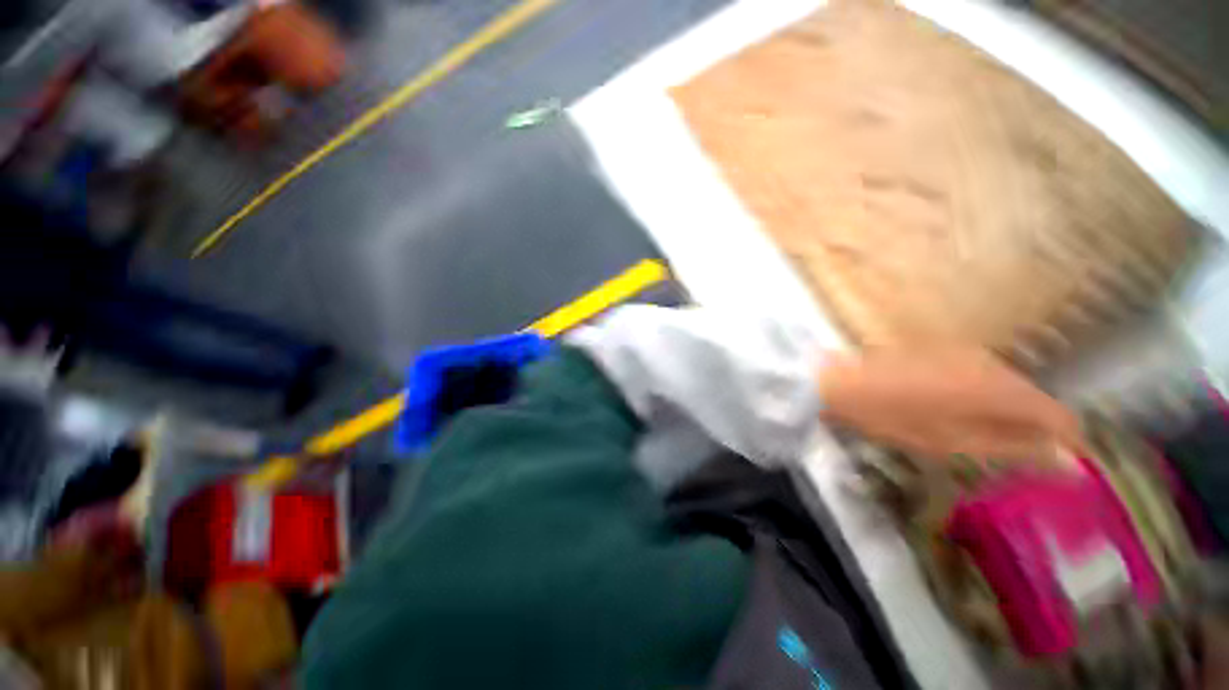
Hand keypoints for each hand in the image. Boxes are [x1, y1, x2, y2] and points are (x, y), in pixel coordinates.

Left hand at [818, 348, 1081, 469]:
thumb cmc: (893, 417)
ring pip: (1008, 387)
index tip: (1060, 467)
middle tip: (1012, 458)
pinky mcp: (944, 349)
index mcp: (1001, 388)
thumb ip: (1016, 449)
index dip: (1066, 443)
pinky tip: (956, 412)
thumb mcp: (955, 443)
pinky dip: (981, 398)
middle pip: (1034, 399)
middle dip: (1033, 429)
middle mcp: (992, 363)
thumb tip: (1071, 463)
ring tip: (979, 438)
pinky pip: (981, 376)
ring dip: (1005, 413)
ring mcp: (966, 352)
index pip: (1060, 416)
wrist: (840, 382)